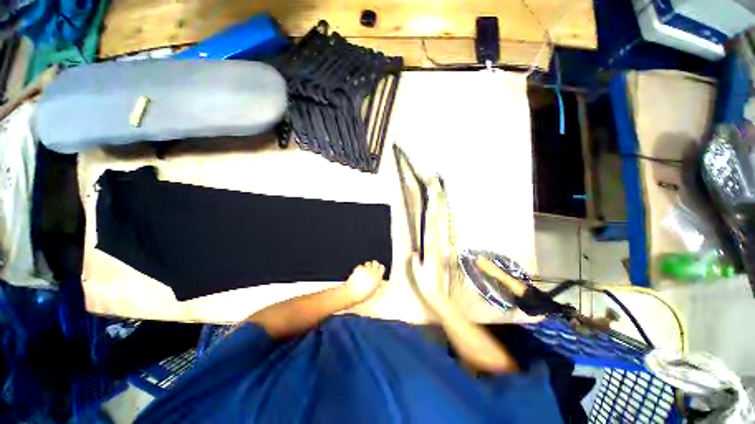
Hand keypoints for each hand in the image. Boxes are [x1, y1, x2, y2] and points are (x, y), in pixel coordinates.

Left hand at [344, 261, 385, 302]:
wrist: (353, 293)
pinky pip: (361, 266)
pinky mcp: (359, 268)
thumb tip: (375, 280)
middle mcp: (373, 272)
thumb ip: (375, 283)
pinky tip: (358, 273)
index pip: (382, 267)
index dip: (379, 268)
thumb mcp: (372, 290)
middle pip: (375, 262)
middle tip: (371, 268)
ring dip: (366, 266)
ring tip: (364, 271)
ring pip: (368, 263)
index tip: (377, 269)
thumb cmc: (362, 294)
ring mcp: (366, 269)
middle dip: (373, 264)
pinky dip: (359, 269)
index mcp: (378, 278)